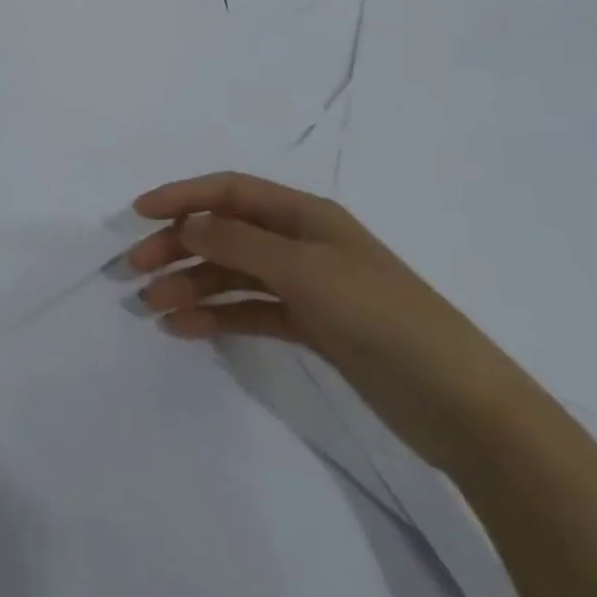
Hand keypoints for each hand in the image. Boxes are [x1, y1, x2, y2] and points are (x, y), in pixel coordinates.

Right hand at [127, 173, 545, 472]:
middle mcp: (301, 242)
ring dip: (191, 286)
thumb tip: (187, 224)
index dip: (183, 196)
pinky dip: (217, 316)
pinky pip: (251, 311)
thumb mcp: (305, 271)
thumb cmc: (381, 316)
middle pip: (225, 232)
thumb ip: (240, 244)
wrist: (461, 405)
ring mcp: (306, 286)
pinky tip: (184, 328)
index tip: (138, 213)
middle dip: (178, 245)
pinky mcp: (312, 327)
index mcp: (305, 214)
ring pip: (233, 275)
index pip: (230, 192)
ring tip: (152, 307)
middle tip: (135, 269)